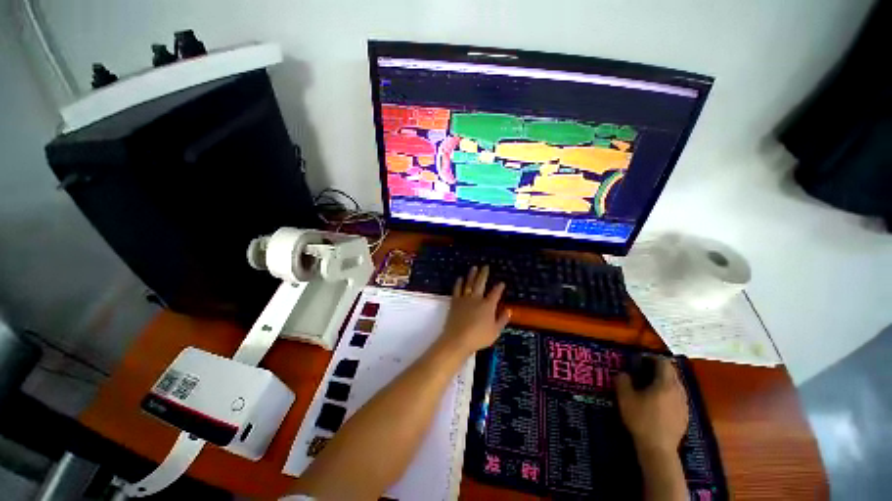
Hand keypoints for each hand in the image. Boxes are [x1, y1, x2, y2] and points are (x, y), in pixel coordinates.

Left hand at [439, 266, 511, 355]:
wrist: (458, 339)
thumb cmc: (479, 337)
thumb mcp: (495, 331)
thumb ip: (502, 320)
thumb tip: (508, 311)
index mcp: (488, 305)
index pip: (495, 293)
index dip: (499, 287)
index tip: (501, 282)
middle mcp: (477, 298)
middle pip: (481, 283)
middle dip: (484, 274)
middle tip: (485, 266)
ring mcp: (465, 299)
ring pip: (469, 283)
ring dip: (472, 275)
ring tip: (474, 267)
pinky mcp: (455, 302)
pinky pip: (457, 289)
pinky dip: (459, 283)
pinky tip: (460, 278)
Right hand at [615, 357, 688, 454]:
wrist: (658, 449)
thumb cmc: (641, 419)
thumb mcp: (625, 398)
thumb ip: (623, 381)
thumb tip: (624, 373)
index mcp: (665, 383)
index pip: (663, 362)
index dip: (652, 358)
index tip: (640, 360)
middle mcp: (679, 391)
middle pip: (672, 373)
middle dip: (658, 369)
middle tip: (643, 372)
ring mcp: (684, 404)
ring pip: (676, 385)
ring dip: (664, 382)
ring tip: (650, 387)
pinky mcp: (685, 415)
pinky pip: (677, 397)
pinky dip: (668, 394)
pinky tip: (658, 403)